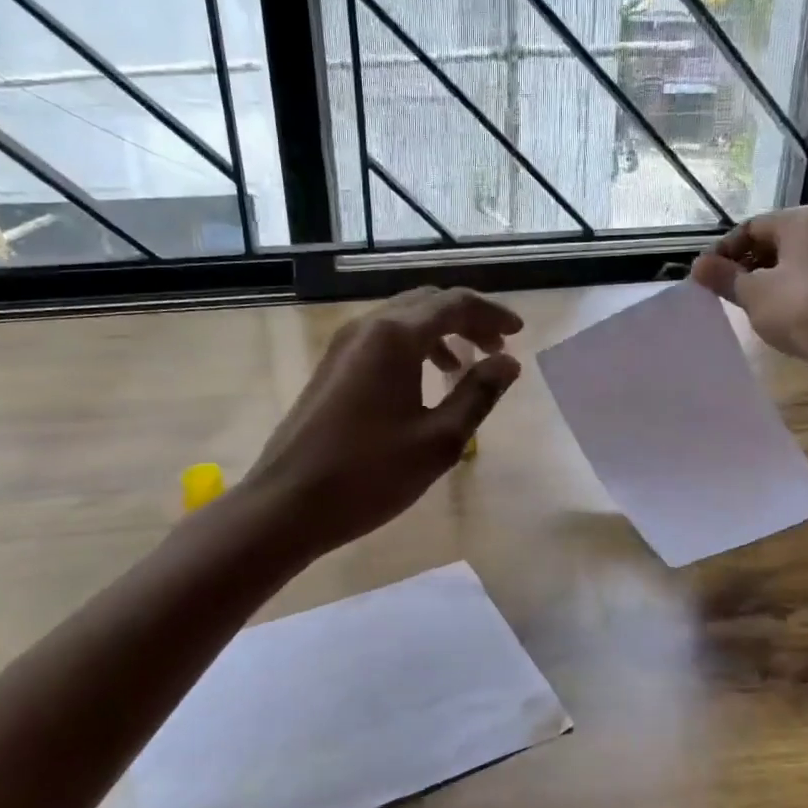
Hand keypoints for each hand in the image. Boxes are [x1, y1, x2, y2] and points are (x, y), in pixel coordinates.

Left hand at [239, 286, 523, 558]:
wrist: (288, 504)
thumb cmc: (370, 474)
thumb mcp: (439, 440)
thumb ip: (478, 394)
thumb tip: (509, 363)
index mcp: (395, 337)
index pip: (454, 304)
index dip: (491, 314)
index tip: (518, 334)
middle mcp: (367, 328)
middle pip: (427, 303)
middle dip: (467, 319)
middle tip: (497, 348)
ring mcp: (343, 346)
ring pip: (402, 320)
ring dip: (440, 333)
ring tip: (464, 367)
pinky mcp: (331, 368)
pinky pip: (382, 340)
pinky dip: (413, 348)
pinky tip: (425, 383)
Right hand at [690, 205, 807, 391]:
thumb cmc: (797, 308)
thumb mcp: (752, 292)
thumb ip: (723, 275)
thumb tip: (697, 264)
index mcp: (804, 219)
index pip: (751, 227)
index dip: (724, 250)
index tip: (707, 275)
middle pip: (775, 240)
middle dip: (746, 263)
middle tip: (725, 288)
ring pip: (793, 259)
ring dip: (766, 276)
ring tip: (747, 301)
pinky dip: (789, 287)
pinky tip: (776, 310)